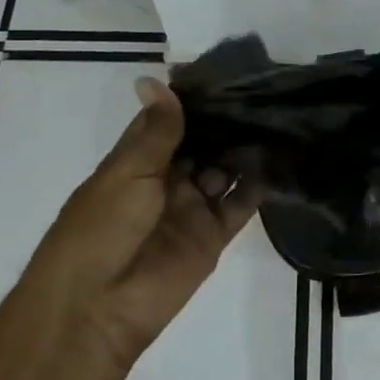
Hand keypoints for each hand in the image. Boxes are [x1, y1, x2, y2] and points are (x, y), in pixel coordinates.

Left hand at [28, 79, 257, 375]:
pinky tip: (282, 157)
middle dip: (228, 122)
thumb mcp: (127, 171)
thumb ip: (156, 130)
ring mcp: (192, 207)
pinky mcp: (214, 236)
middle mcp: (167, 180)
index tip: (229, 70)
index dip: (196, 100)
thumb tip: (155, 78)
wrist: (96, 309)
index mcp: (137, 161)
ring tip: (281, 114)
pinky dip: (260, 184)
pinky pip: (241, 204)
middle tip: (266, 87)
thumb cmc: (100, 229)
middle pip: (203, 144)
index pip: (171, 122)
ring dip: (246, 148)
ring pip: (225, 169)